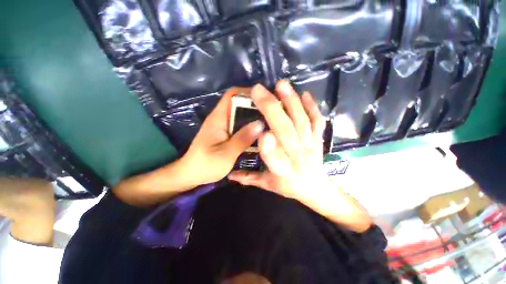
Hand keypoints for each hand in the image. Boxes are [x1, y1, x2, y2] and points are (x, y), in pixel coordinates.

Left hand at [180, 88, 263, 185]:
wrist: (190, 175)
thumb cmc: (205, 164)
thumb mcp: (226, 153)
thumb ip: (242, 139)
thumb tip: (260, 124)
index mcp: (219, 117)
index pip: (232, 95)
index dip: (248, 92)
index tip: (266, 99)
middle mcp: (221, 118)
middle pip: (239, 103)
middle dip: (256, 106)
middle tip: (273, 114)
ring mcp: (223, 126)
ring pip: (241, 115)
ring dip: (254, 117)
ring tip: (270, 123)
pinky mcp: (225, 134)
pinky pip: (240, 125)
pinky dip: (250, 127)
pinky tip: (260, 134)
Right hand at [228, 81, 326, 202]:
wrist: (316, 188)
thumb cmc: (289, 186)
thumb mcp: (268, 185)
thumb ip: (249, 178)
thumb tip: (230, 174)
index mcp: (283, 171)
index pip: (275, 160)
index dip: (269, 148)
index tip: (261, 132)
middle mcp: (298, 157)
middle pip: (286, 132)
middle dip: (272, 110)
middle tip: (259, 91)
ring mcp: (311, 146)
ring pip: (302, 122)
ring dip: (291, 102)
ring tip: (281, 85)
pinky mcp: (319, 139)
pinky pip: (317, 121)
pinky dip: (312, 107)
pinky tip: (304, 94)